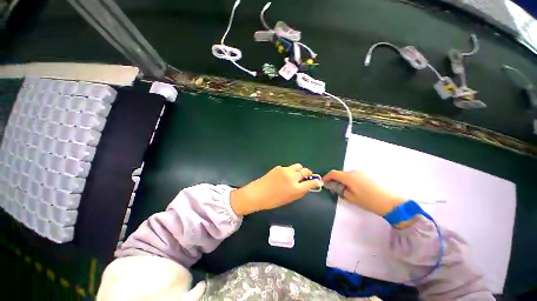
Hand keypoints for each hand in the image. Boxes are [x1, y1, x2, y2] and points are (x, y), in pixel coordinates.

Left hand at [230, 164, 320, 215]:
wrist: (258, 193)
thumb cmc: (274, 200)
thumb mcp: (289, 199)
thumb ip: (300, 192)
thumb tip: (307, 186)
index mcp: (296, 188)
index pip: (311, 183)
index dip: (315, 182)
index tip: (317, 181)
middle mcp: (292, 177)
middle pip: (305, 171)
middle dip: (308, 174)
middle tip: (305, 177)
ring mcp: (285, 170)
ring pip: (298, 166)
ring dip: (299, 170)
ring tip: (295, 174)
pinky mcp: (279, 167)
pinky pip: (288, 167)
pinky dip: (289, 171)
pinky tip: (283, 176)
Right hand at [323, 170, 405, 216]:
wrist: (391, 202)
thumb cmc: (369, 201)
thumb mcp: (351, 198)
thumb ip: (339, 190)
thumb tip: (333, 186)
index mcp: (349, 177)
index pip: (333, 173)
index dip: (326, 177)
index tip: (324, 183)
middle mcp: (354, 172)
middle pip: (339, 174)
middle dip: (334, 180)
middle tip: (333, 189)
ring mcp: (361, 172)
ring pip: (346, 175)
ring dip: (342, 180)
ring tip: (343, 190)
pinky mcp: (366, 175)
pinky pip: (353, 176)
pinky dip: (349, 180)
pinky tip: (352, 189)